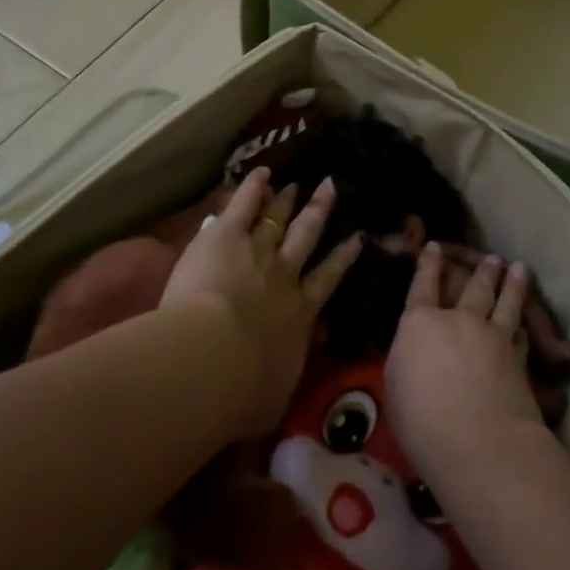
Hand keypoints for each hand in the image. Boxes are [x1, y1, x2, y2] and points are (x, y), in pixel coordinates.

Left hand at [161, 167, 361, 435]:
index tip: (355, 238)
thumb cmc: (243, 391)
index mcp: (299, 315)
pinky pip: (243, 205)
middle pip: (306, 238)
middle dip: (319, 213)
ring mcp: (258, 251)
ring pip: (278, 220)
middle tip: (331, 188)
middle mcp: (285, 276)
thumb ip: (280, 380)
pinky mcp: (227, 236)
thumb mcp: (272, 397)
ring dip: (287, 201)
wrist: (214, 358)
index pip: (326, 280)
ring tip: (298, 183)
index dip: (342, 257)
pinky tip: (261, 172)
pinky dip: (252, 187)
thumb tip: (282, 382)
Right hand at [385, 243, 545, 488]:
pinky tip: (525, 326)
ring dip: (512, 284)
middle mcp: (459, 320)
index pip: (422, 285)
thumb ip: (407, 361)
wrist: (480, 443)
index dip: (428, 264)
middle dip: (481, 269)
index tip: (434, 246)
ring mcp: (493, 337)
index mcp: (420, 324)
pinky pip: (520, 335)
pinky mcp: (518, 359)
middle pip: (473, 287)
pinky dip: (522, 327)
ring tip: (518, 268)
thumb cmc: (422, 420)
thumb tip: (416, 353)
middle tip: (491, 257)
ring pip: (505, 302)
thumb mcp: (396, 388)